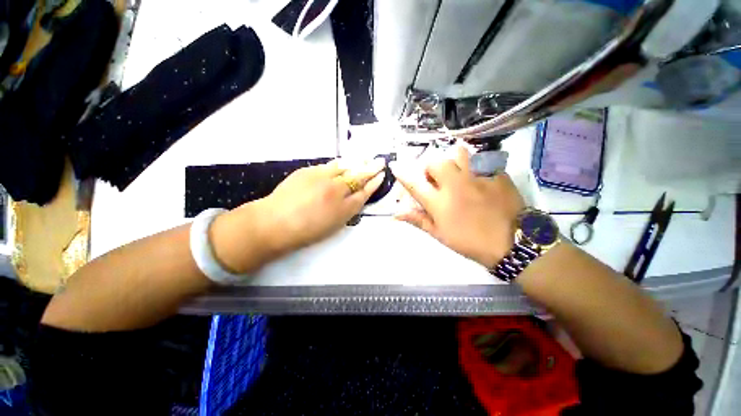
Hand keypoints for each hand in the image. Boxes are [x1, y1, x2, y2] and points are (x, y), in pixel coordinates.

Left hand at [211, 158, 385, 272]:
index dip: (374, 184)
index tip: (381, 176)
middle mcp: (337, 190)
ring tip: (365, 158)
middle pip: (358, 176)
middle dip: (371, 168)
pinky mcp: (308, 171)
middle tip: (380, 161)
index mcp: (344, 208)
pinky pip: (329, 166)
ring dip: (356, 162)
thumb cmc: (306, 231)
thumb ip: (348, 209)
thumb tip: (356, 196)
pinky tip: (342, 163)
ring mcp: (322, 178)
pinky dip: (339, 165)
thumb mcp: (334, 225)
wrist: (275, 223)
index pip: (365, 192)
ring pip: (345, 167)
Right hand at [391, 147, 524, 267]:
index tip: (395, 166)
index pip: (414, 184)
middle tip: (436, 179)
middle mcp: (455, 185)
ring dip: (452, 161)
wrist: (512, 243)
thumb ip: (418, 220)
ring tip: (457, 172)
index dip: (403, 174)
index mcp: (440, 202)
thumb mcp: (440, 234)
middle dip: (431, 169)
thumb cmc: (470, 241)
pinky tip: (479, 175)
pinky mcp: (496, 173)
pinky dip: (475, 164)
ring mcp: (477, 176)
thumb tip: (396, 214)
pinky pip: (481, 159)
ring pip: (459, 153)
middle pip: (436, 162)